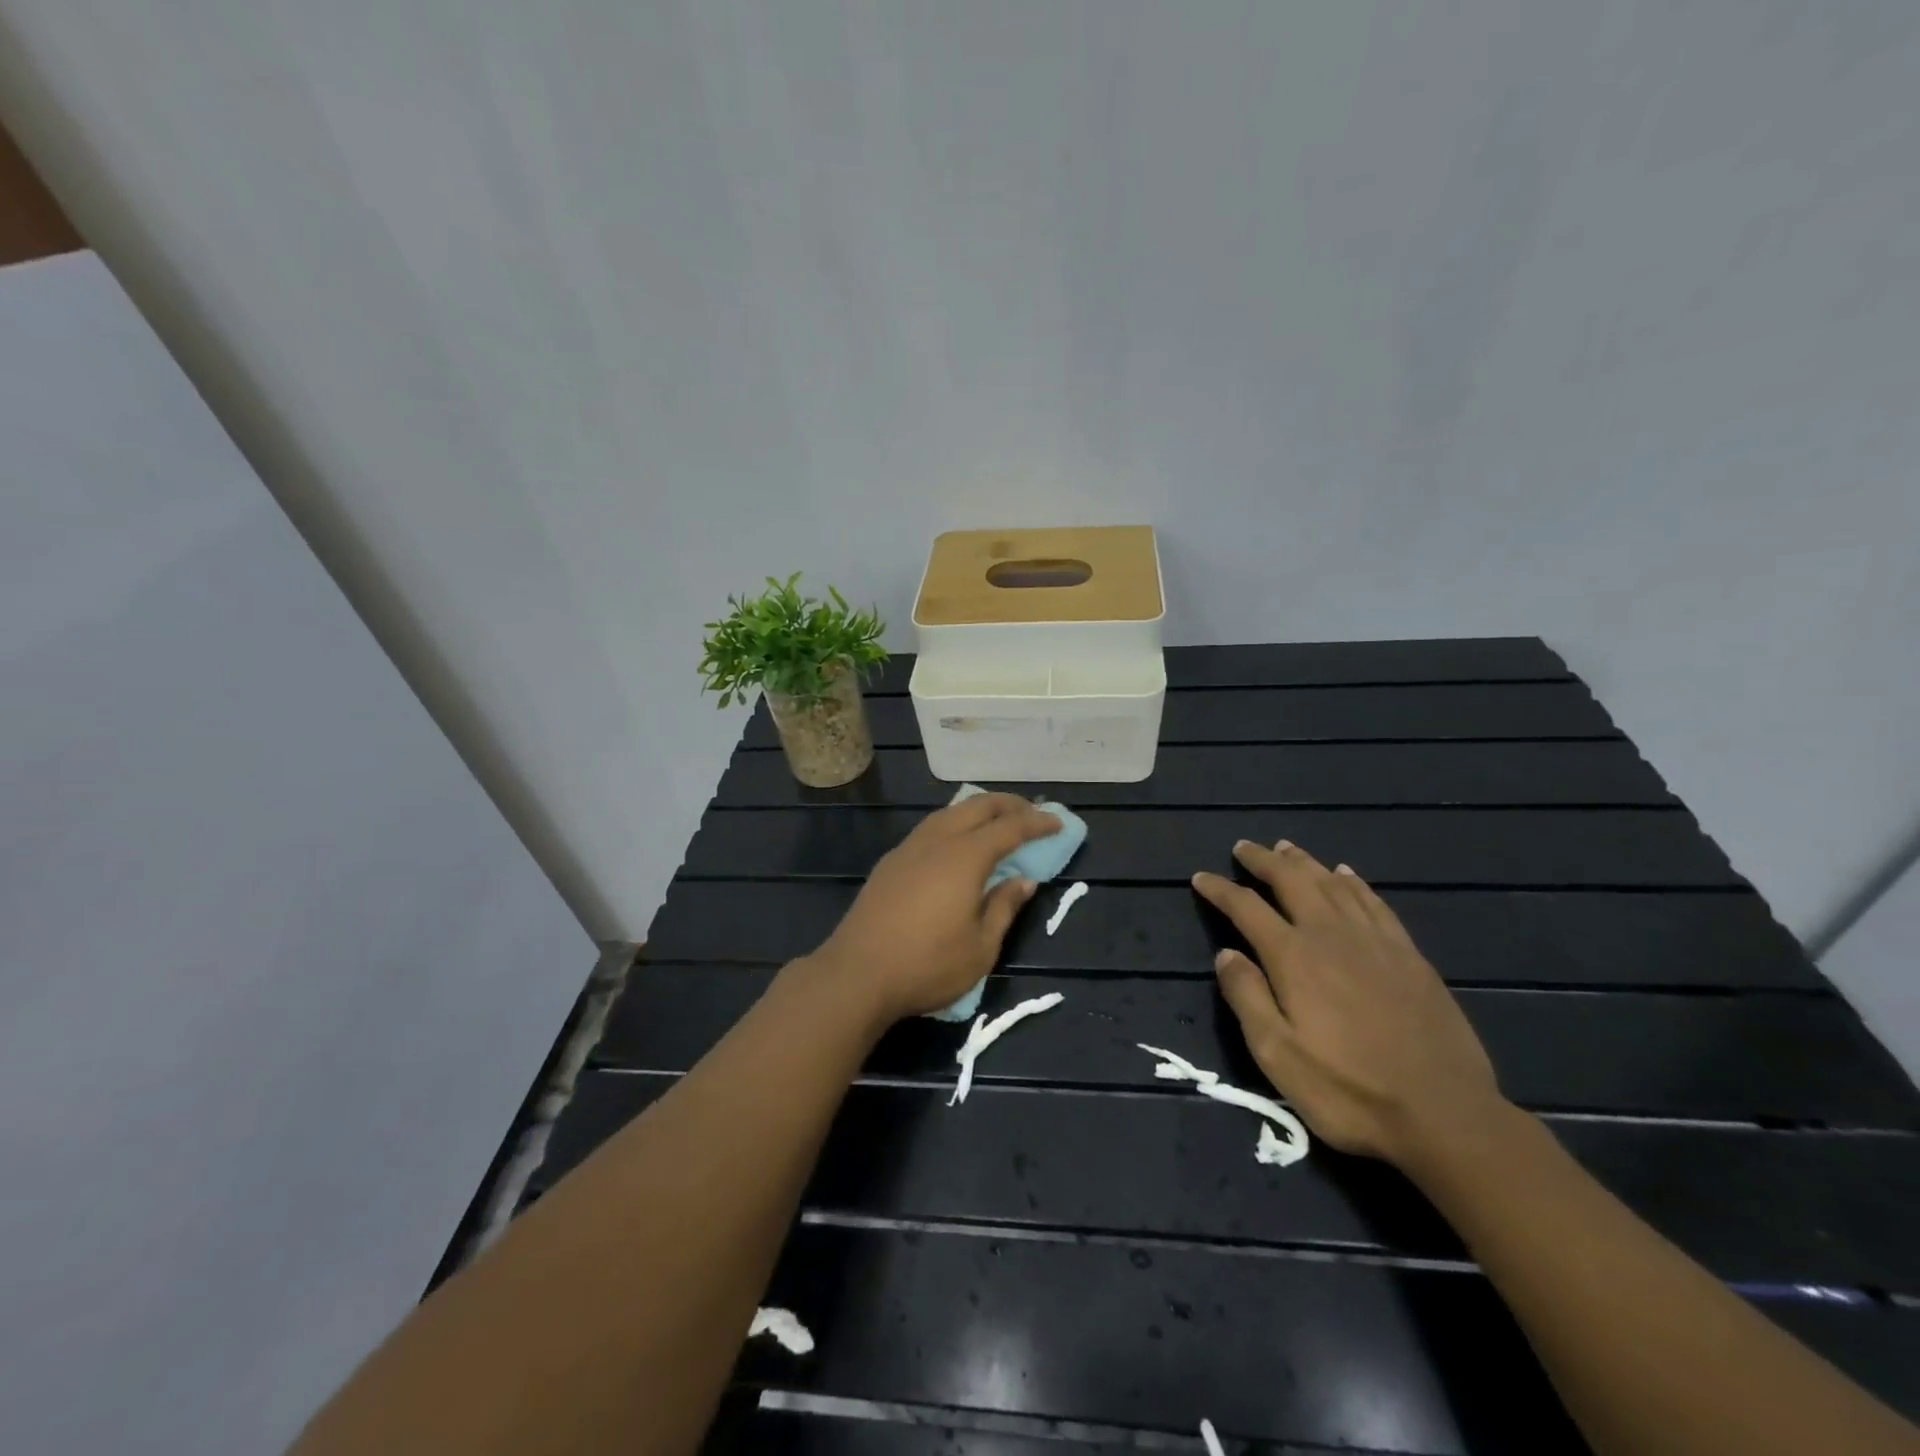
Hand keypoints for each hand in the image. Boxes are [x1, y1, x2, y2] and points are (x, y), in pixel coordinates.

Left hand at [809, 793, 1058, 1021]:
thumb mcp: (980, 947)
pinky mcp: (890, 863)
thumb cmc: (927, 966)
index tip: (1057, 822)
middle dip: (1009, 805)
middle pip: (977, 807)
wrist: (856, 975)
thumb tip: (1024, 881)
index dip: (1036, 823)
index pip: (1009, 828)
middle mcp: (936, 841)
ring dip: (978, 810)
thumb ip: (1004, 908)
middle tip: (1032, 814)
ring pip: (949, 813)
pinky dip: (955, 824)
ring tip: (997, 822)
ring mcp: (908, 849)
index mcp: (964, 857)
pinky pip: (931, 828)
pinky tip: (957, 843)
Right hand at [1192, 840, 1506, 1169]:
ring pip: (1332, 884)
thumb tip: (1226, 953)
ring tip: (1286, 848)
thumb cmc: (1349, 1090)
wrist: (1445, 1115)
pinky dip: (1354, 882)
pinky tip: (1346, 874)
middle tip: (1244, 847)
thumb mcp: (1278, 1055)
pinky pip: (1374, 902)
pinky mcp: (1409, 955)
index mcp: (1294, 957)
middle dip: (1263, 860)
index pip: (1246, 908)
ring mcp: (1375, 941)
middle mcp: (1331, 935)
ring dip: (1305, 862)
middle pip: (1292, 880)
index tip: (1200, 878)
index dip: (1220, 889)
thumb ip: (1247, 997)